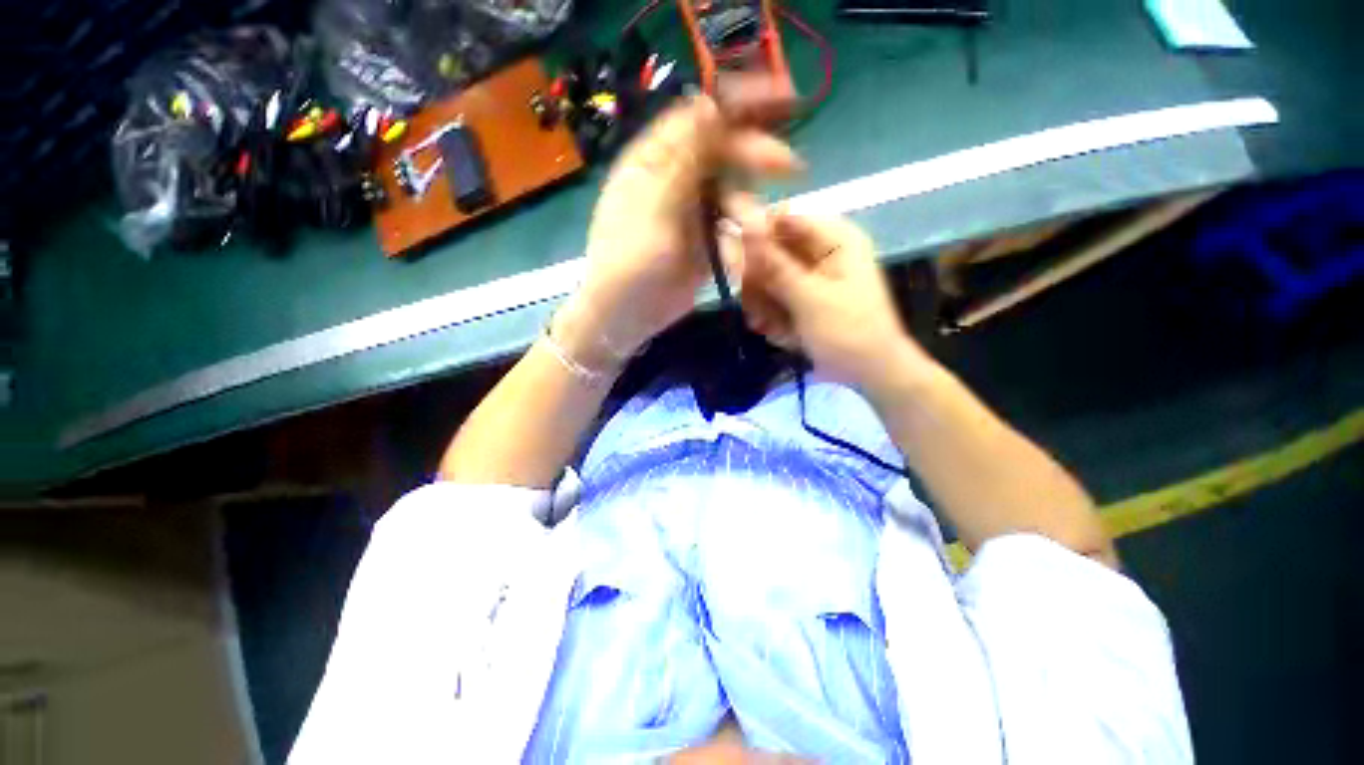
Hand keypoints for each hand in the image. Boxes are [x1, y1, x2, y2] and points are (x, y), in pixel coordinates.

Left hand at [559, 97, 800, 366]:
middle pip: (722, 154)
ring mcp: (691, 213)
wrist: (626, 317)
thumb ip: (684, 159)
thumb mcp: (655, 207)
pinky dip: (741, 237)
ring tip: (759, 232)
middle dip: (756, 157)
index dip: (739, 106)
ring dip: (749, 211)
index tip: (781, 100)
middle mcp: (675, 180)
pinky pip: (731, 230)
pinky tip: (745, 252)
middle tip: (792, 167)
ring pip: (732, 195)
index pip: (699, 119)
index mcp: (654, 162)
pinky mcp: (704, 243)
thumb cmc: (630, 263)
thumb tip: (709, 102)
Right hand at [739, 211, 930, 390]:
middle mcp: (820, 252)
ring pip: (768, 277)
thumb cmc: (847, 331)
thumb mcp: (809, 298)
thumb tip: (743, 223)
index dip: (753, 236)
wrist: (869, 373)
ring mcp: (810, 277)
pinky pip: (774, 296)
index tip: (733, 262)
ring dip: (763, 302)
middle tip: (752, 304)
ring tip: (766, 324)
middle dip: (758, 281)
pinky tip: (775, 332)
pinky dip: (771, 315)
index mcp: (834, 238)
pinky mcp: (802, 298)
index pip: (782, 219)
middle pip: (771, 250)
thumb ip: (773, 264)